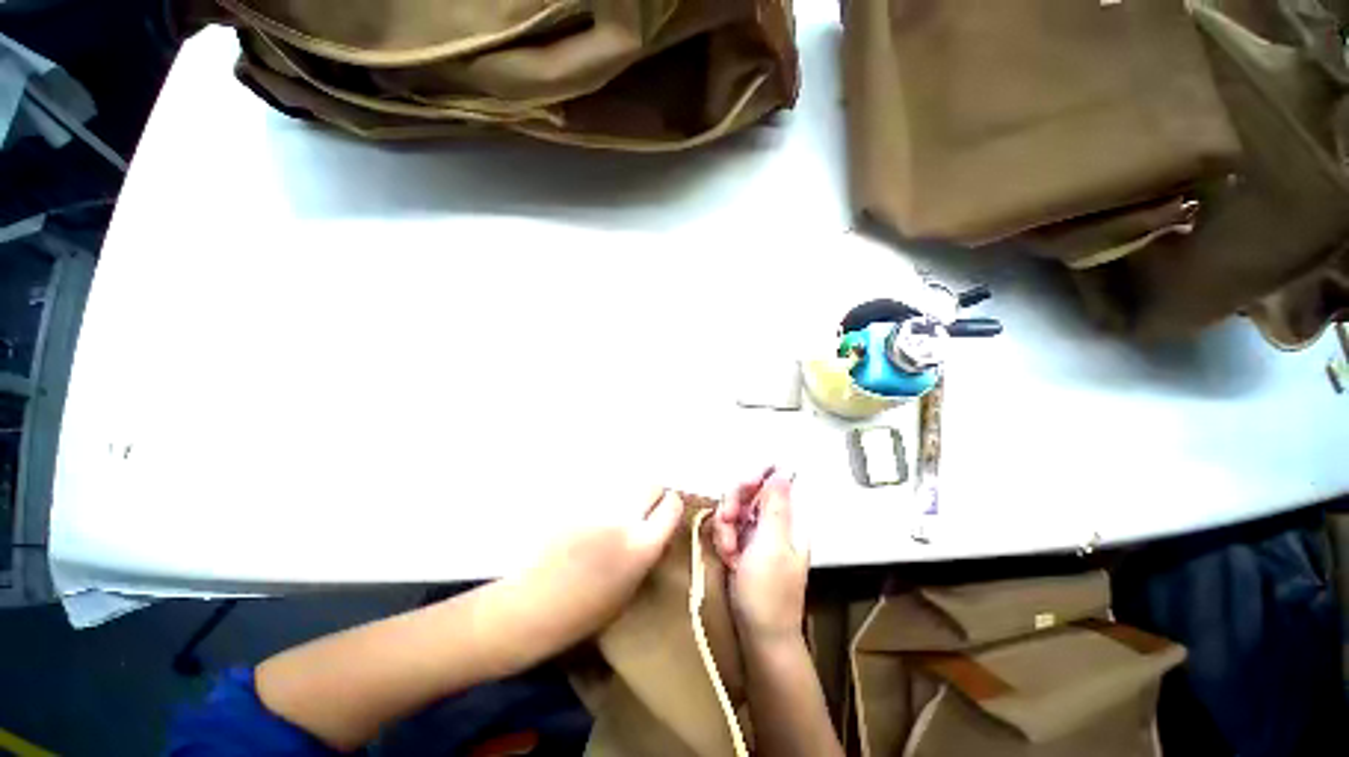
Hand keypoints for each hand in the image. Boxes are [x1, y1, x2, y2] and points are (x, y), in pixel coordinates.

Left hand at [511, 488, 685, 653]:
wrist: (528, 606)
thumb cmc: (580, 614)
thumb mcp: (626, 592)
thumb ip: (646, 556)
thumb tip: (658, 533)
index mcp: (641, 547)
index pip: (672, 506)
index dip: (671, 506)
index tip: (666, 511)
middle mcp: (622, 520)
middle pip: (650, 485)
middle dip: (651, 494)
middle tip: (643, 509)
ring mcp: (597, 508)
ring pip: (623, 487)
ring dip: (625, 498)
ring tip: (612, 516)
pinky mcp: (575, 502)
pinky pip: (598, 493)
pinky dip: (600, 501)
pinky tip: (589, 519)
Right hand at [712, 468, 807, 644]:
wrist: (760, 636)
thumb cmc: (769, 591)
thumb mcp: (772, 545)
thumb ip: (775, 506)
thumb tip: (782, 472)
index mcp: (790, 520)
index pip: (774, 483)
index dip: (756, 478)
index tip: (743, 485)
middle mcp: (775, 523)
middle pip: (749, 494)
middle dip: (734, 506)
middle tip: (727, 521)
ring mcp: (758, 535)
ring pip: (735, 511)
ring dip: (726, 528)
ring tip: (728, 551)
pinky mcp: (744, 547)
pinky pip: (729, 530)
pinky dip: (724, 541)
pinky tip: (728, 559)